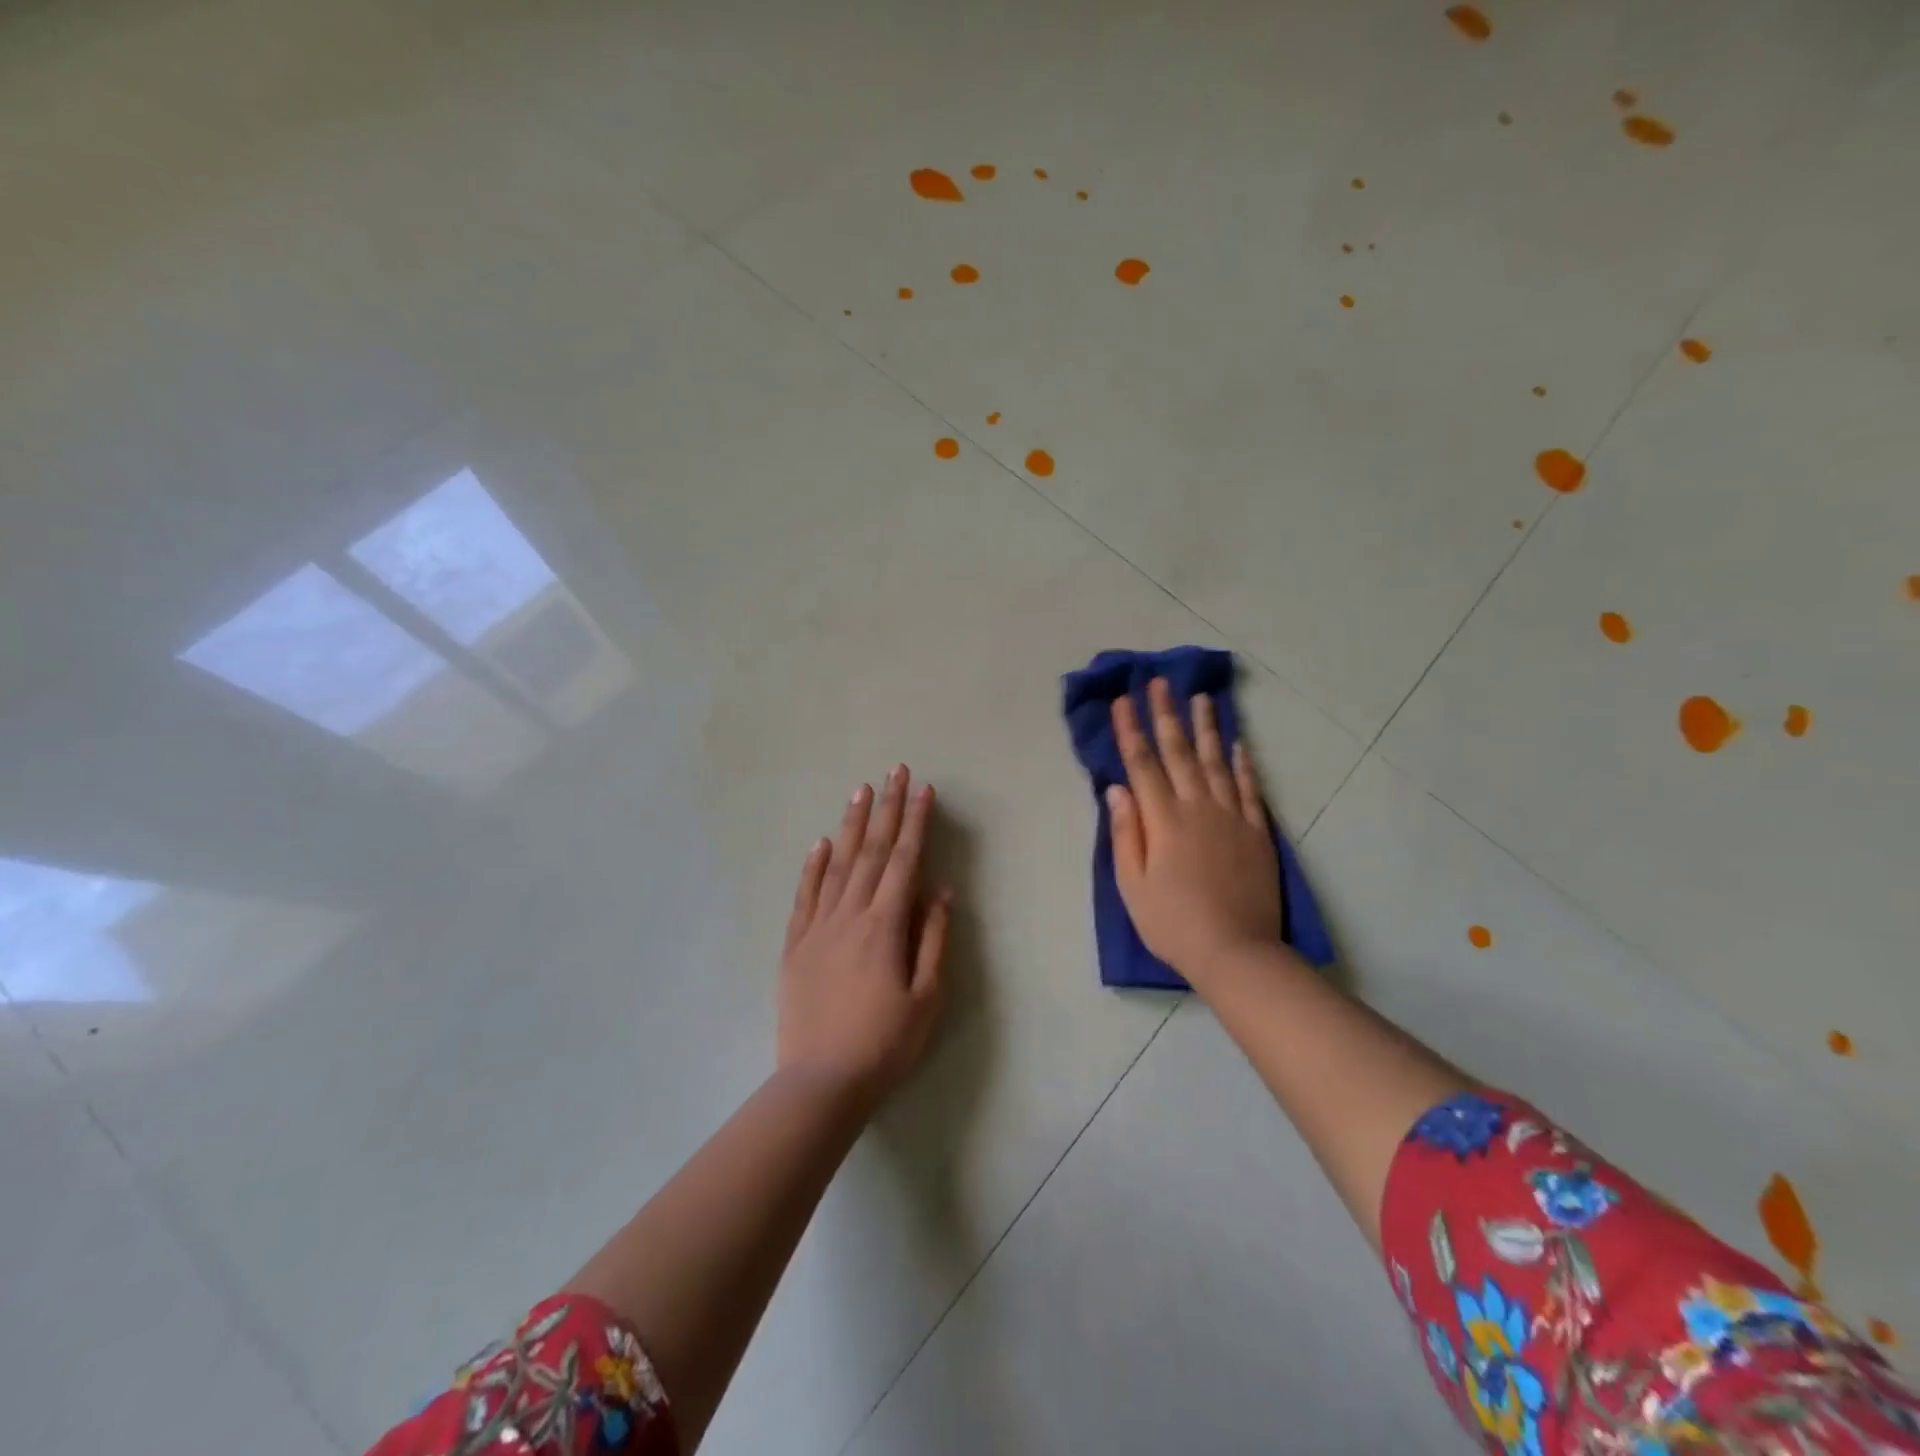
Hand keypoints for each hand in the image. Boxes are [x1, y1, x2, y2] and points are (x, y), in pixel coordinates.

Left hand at [778, 765, 950, 1104]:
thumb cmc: (885, 1044)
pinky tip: (821, 842)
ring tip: (861, 791)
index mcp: (885, 926)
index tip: (924, 789)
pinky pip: (805, 895)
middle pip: (872, 852)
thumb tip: (938, 889)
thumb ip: (933, 939)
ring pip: (838, 864)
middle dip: (887, 809)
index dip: (916, 822)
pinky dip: (814, 866)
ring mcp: (818, 927)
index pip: (905, 861)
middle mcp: (850, 915)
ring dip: (852, 825)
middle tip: (894, 771)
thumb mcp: (926, 998)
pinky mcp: (795, 944)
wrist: (820, 1082)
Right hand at [1108, 678, 1281, 983]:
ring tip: (1201, 698)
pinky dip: (1244, 763)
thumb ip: (1126, 832)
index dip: (1131, 729)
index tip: (1123, 700)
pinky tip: (1240, 743)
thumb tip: (1116, 789)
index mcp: (1163, 820)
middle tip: (1160, 682)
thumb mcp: (1132, 884)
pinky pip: (1250, 789)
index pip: (1142, 764)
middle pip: (1179, 752)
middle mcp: (1198, 807)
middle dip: (1166, 714)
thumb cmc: (1172, 923)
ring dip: (1206, 728)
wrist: (1235, 952)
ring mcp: (1232, 817)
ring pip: (1217, 762)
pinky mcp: (1257, 832)